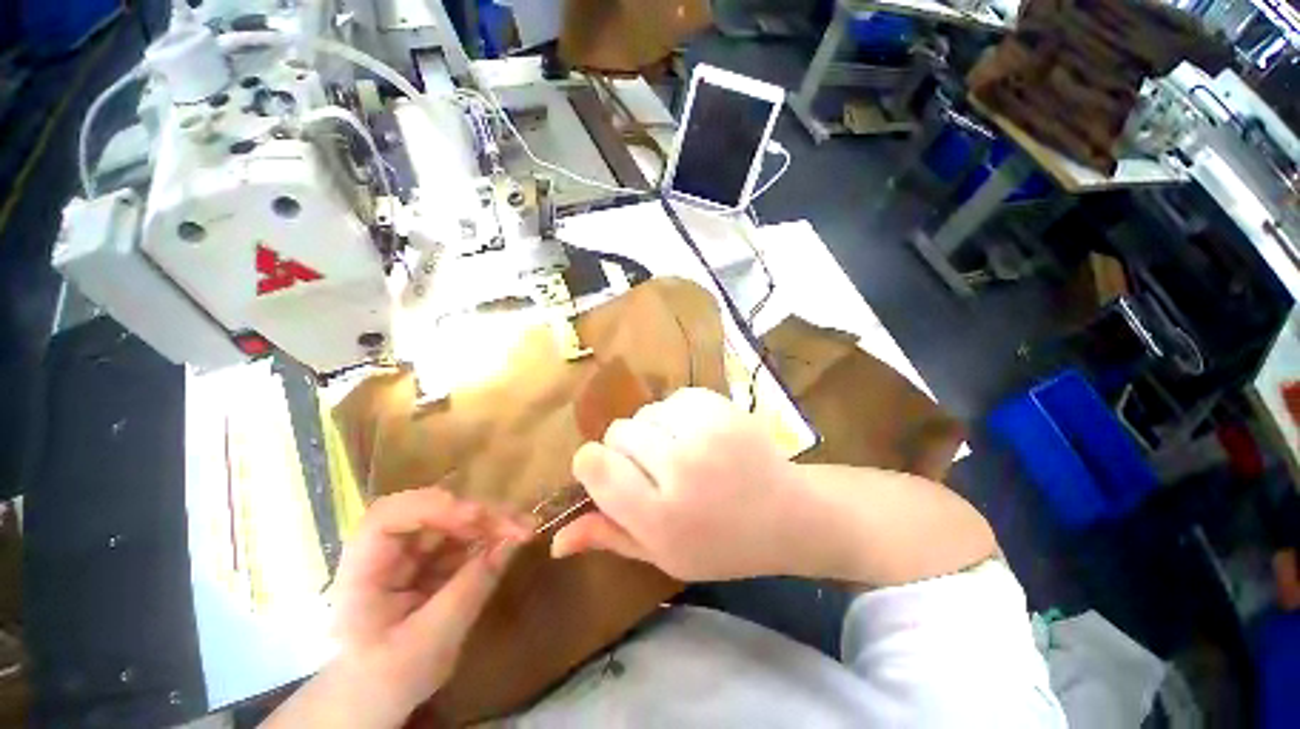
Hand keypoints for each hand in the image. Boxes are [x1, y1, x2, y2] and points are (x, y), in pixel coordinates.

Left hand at [328, 488, 530, 722]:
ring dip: (490, 521)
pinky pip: (462, 540)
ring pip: (451, 522)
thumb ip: (469, 591)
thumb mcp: (429, 645)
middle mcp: (385, 553)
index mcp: (362, 573)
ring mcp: (408, 556)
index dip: (432, 507)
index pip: (388, 518)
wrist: (373, 702)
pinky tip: (511, 541)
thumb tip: (511, 543)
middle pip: (430, 513)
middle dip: (478, 514)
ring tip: (524, 528)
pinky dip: (489, 537)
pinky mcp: (429, 562)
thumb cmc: (386, 681)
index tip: (477, 517)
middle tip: (519, 524)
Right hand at [552, 388, 803, 580]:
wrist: (787, 514)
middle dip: (626, 449)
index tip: (606, 471)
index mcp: (660, 516)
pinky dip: (677, 415)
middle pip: (618, 432)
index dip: (592, 463)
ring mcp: (703, 433)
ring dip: (653, 431)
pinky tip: (698, 435)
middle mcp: (679, 468)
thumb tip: (556, 539)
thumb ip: (610, 537)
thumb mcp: (663, 555)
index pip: (595, 466)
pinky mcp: (721, 408)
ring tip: (680, 451)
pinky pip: (674, 399)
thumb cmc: (722, 543)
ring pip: (645, 413)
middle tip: (654, 467)